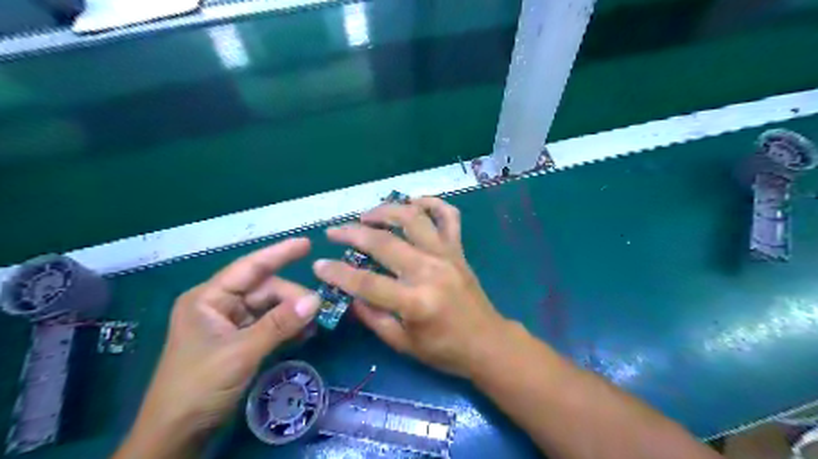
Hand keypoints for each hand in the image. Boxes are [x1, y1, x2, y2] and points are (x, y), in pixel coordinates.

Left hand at [133, 241, 316, 436]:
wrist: (178, 434)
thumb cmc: (198, 386)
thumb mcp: (241, 353)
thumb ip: (279, 325)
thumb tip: (316, 300)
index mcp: (209, 298)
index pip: (249, 267)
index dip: (279, 254)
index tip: (306, 243)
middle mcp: (220, 306)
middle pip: (265, 290)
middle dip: (292, 297)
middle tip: (318, 309)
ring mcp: (231, 324)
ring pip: (271, 308)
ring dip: (293, 314)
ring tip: (314, 324)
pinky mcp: (241, 341)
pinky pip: (270, 326)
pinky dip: (287, 329)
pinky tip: (305, 334)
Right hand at [313, 197, 508, 380]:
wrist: (487, 342)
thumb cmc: (445, 350)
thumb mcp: (403, 343)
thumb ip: (374, 318)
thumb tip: (350, 294)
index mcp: (415, 302)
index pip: (367, 282)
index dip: (338, 273)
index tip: (319, 265)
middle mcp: (430, 271)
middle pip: (385, 243)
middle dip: (352, 233)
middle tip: (334, 231)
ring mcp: (447, 255)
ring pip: (414, 218)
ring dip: (386, 210)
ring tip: (367, 214)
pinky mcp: (458, 250)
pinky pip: (449, 216)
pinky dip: (431, 203)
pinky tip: (413, 201)